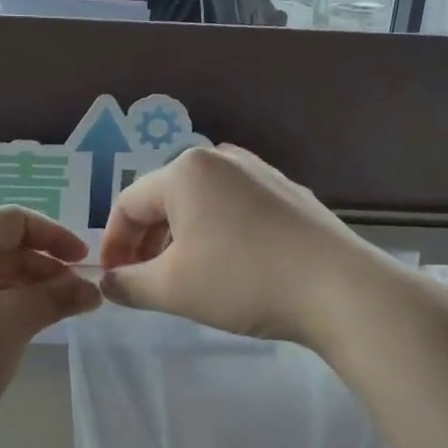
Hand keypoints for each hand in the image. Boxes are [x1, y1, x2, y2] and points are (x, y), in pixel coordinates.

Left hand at [0, 206, 101, 447]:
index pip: (12, 221)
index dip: (54, 237)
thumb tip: (92, 289)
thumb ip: (56, 298)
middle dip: (38, 268)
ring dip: (16, 287)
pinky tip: (9, 327)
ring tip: (49, 314)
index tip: (84, 263)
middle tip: (74, 297)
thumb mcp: (15, 325)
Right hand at [98, 145, 381, 346]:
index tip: (113, 281)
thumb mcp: (173, 289)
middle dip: (147, 242)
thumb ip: (129, 284)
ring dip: (180, 240)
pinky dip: (216, 234)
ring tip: (183, 278)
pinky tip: (229, 267)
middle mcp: (220, 158)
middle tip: (144, 282)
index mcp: (185, 170)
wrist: (339, 289)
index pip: (128, 205)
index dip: (113, 245)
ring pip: (200, 204)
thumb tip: (108, 283)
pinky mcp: (287, 193)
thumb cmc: (243, 281)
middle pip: (164, 200)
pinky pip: (234, 209)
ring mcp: (259, 172)